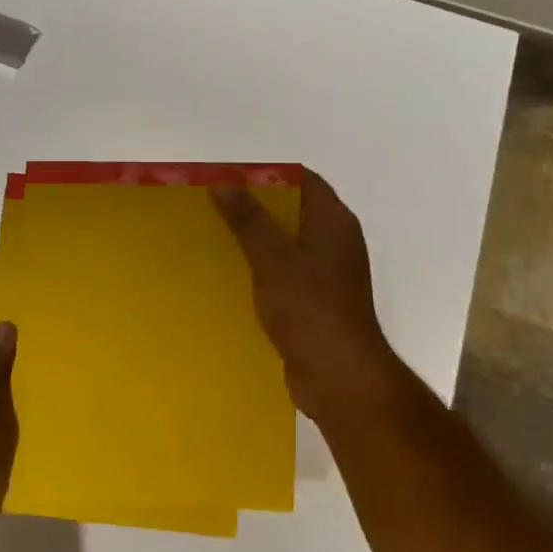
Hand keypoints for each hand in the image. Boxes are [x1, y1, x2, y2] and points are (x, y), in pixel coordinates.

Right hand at [211, 171, 398, 430]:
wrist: (339, 377)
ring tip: (214, 238)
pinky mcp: (316, 302)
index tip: (229, 178)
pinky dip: (261, 270)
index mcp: (334, 222)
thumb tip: (224, 183)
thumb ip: (248, 219)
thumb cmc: (310, 309)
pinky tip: (231, 277)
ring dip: (255, 240)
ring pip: (286, 244)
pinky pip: (285, 273)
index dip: (267, 175)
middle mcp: (335, 241)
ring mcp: (328, 274)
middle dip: (254, 207)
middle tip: (213, 206)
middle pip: (293, 210)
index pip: (303, 180)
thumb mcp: (273, 258)